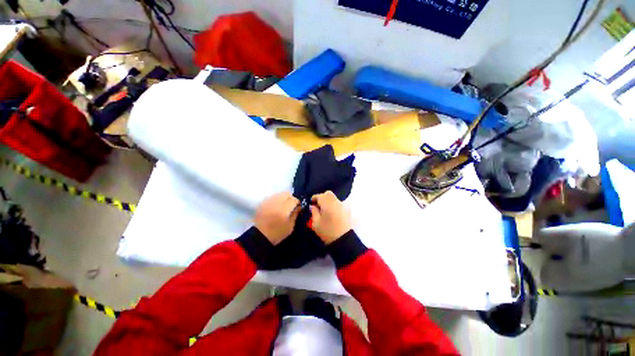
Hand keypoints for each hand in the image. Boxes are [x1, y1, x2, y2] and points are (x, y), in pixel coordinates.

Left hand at [255, 192, 300, 244]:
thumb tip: (298, 207)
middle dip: (291, 198)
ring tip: (284, 206)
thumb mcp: (290, 227)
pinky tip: (276, 206)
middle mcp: (276, 202)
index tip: (299, 207)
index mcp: (284, 208)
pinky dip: (276, 199)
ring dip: (284, 198)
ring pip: (279, 194)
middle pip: (287, 194)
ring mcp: (268, 201)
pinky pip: (272, 197)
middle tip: (292, 205)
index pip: (294, 200)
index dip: (298, 203)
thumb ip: (295, 215)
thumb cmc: (277, 233)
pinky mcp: (263, 203)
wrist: (259, 236)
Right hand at [309, 191, 351, 244]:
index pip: (319, 196)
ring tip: (325, 210)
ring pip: (334, 198)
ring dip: (328, 201)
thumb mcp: (316, 223)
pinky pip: (339, 203)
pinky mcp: (347, 210)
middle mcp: (335, 201)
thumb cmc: (327, 231)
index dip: (314, 198)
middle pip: (328, 194)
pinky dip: (334, 205)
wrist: (344, 240)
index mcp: (327, 203)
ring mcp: (342, 205)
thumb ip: (313, 212)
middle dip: (322, 197)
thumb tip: (313, 206)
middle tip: (318, 205)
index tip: (311, 203)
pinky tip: (331, 213)